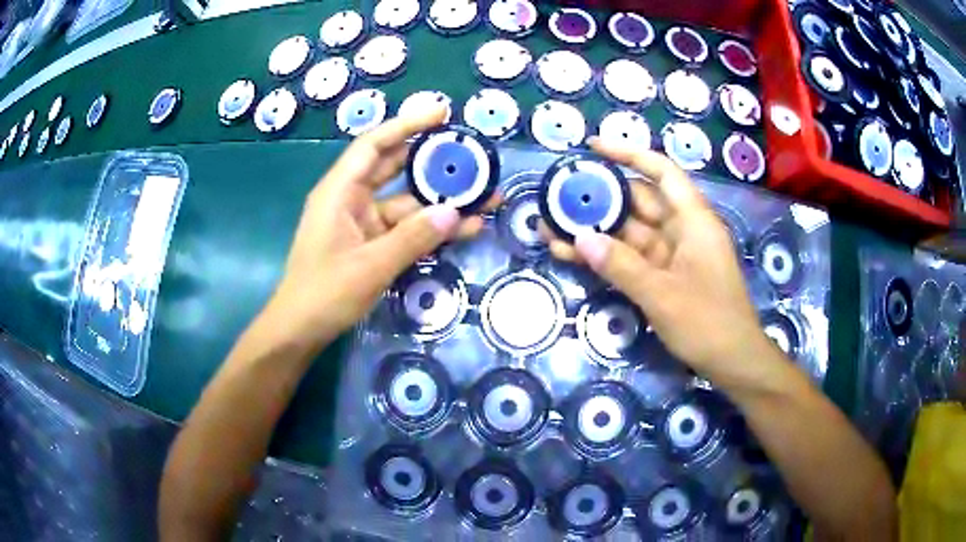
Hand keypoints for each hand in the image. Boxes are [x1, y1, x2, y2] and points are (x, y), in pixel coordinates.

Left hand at [264, 107, 491, 347]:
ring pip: (407, 202)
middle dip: (433, 161)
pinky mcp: (371, 244)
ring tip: (485, 195)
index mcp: (340, 192)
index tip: (441, 113)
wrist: (300, 331)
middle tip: (471, 153)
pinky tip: (465, 228)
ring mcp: (362, 223)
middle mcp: (351, 200)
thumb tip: (455, 213)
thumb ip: (413, 238)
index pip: (375, 145)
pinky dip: (430, 229)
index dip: (407, 125)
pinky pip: (405, 229)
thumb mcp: (370, 266)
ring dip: (441, 201)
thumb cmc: (324, 294)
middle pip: (395, 168)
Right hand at [543, 138, 775, 384]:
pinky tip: (572, 255)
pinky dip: (606, 257)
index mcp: (693, 220)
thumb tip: (579, 239)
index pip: (661, 172)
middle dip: (599, 198)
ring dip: (595, 231)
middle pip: (638, 202)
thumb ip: (621, 266)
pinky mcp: (664, 277)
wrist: (732, 362)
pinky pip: (630, 259)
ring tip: (552, 227)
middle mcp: (682, 230)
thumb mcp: (662, 294)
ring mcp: (672, 255)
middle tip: (558, 195)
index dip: (628, 154)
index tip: (593, 148)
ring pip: (629, 233)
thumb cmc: (708, 323)